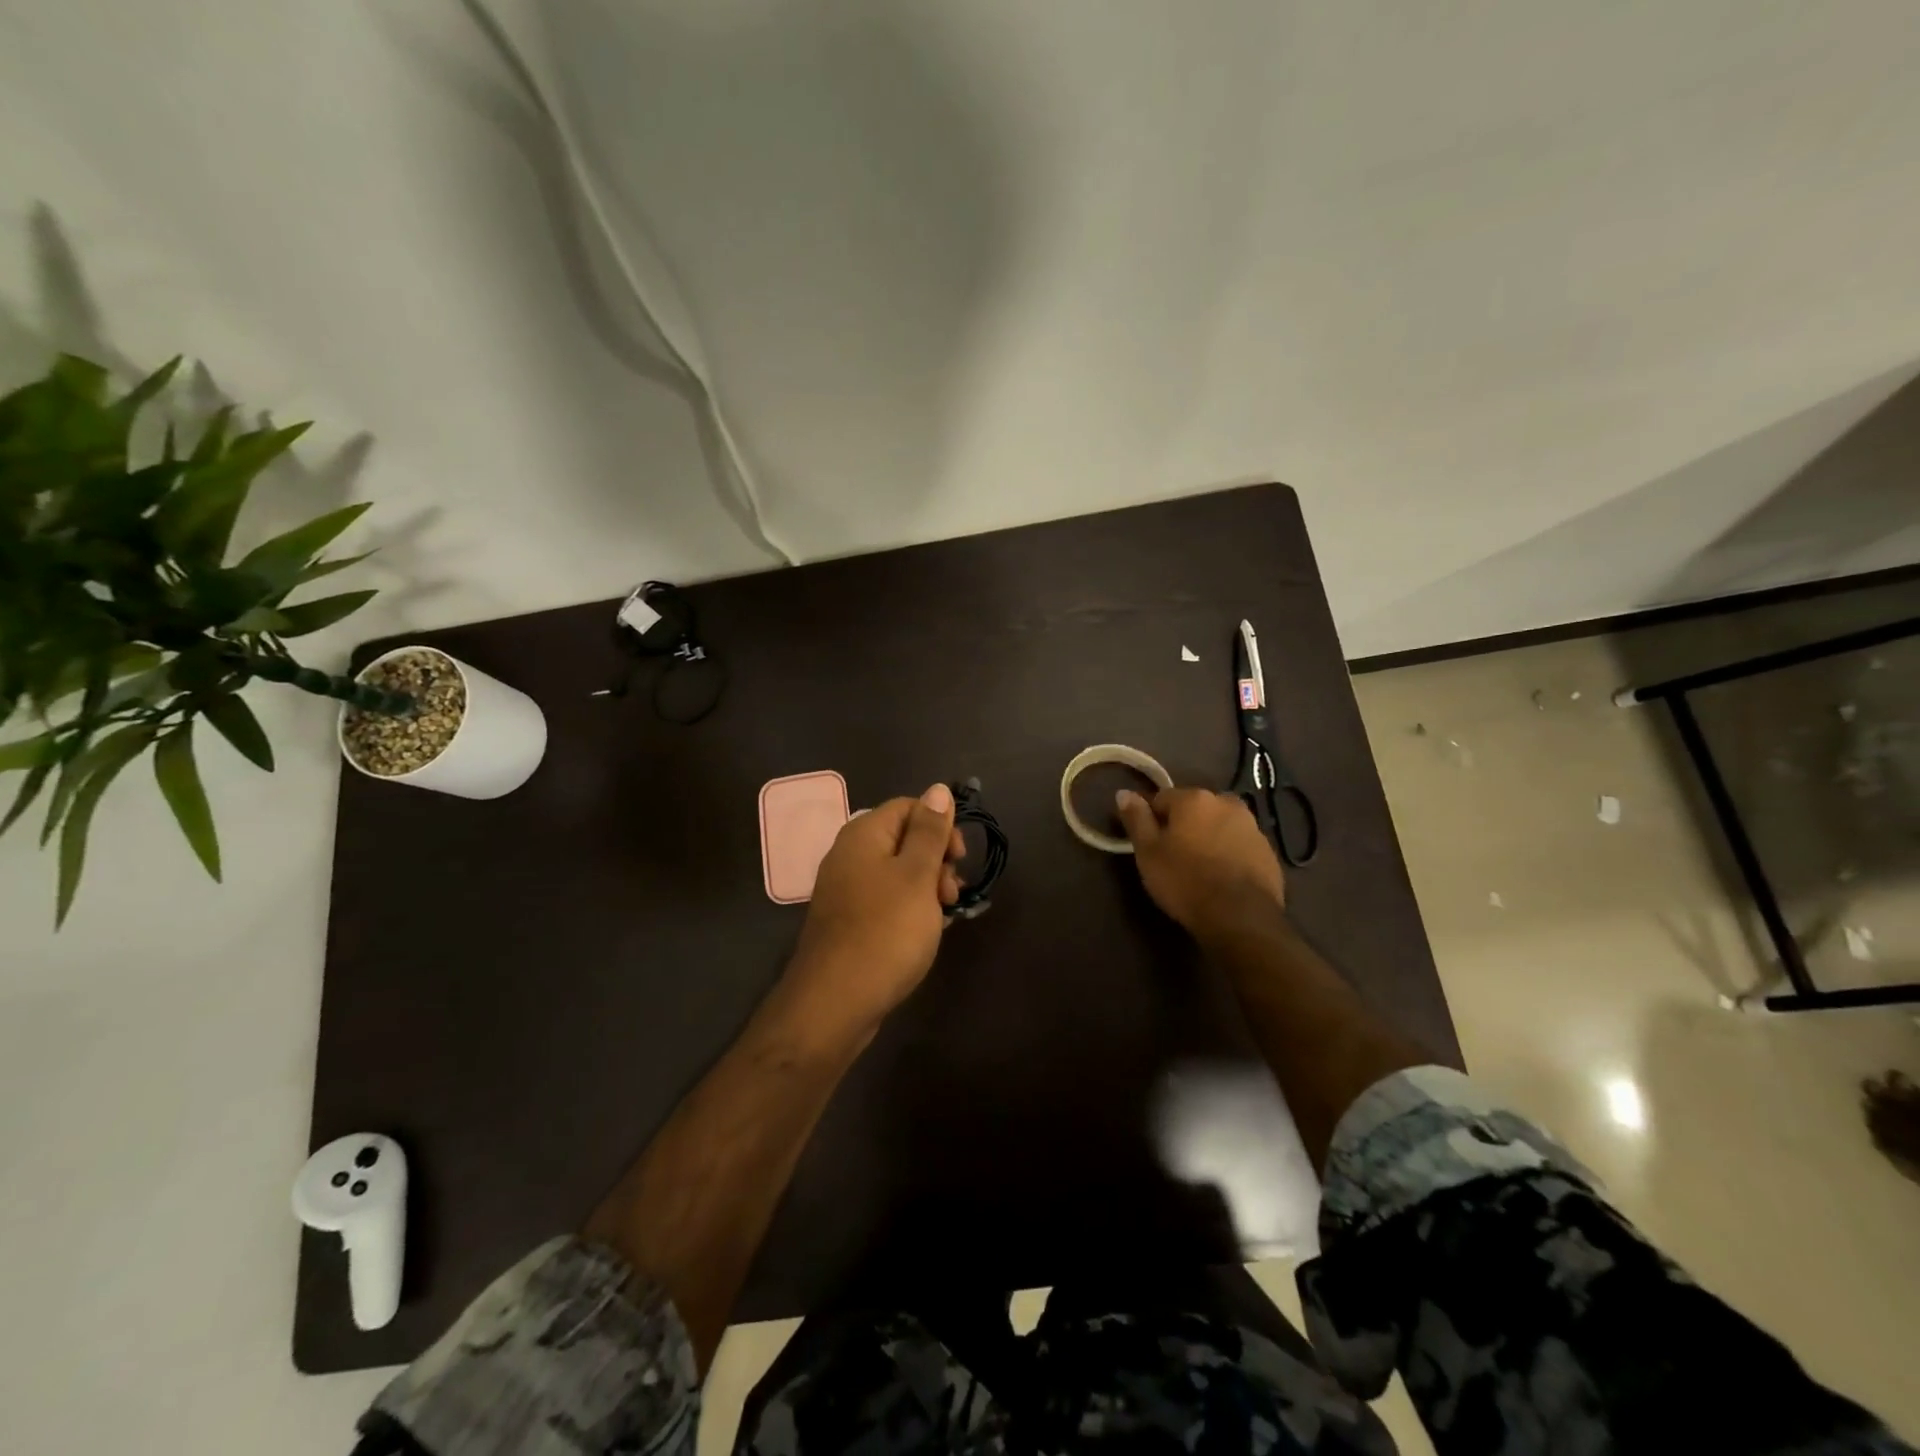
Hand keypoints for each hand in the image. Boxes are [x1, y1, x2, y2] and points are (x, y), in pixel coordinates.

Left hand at [783, 784, 965, 1042]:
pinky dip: (910, 909)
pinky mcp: (849, 921)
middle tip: (950, 894)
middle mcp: (850, 855)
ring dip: (928, 888)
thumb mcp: (917, 876)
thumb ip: (930, 831)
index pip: (909, 807)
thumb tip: (938, 788)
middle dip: (936, 860)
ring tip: (943, 918)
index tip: (959, 858)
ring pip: (899, 873)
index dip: (939, 826)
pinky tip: (925, 932)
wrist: (835, 1003)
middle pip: (904, 839)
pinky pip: (887, 900)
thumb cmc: (885, 932)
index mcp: (863, 835)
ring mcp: (846, 890)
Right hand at [1115, 786, 1285, 932]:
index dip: (1151, 819)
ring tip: (1199, 868)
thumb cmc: (1185, 881)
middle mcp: (1226, 803)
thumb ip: (1136, 819)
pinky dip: (1229, 853)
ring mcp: (1253, 827)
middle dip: (1184, 825)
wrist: (1240, 918)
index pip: (1162, 798)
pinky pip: (1240, 845)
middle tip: (1173, 855)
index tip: (1148, 842)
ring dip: (1209, 837)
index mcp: (1194, 799)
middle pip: (1195, 809)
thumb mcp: (1148, 852)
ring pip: (1220, 825)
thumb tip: (1123, 792)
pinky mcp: (1269, 852)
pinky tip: (1222, 878)